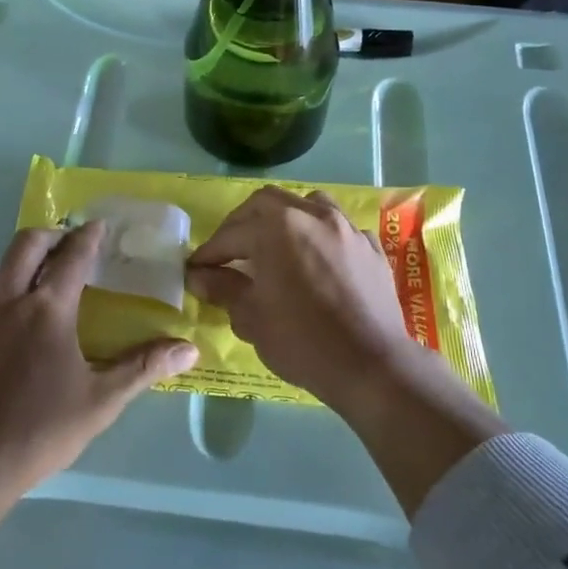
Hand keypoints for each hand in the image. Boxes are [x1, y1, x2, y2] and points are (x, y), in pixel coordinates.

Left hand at [0, 222, 198, 496]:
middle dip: (51, 234)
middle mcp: (7, 300)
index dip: (89, 237)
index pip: (72, 256)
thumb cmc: (41, 429)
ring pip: (2, 271)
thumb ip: (143, 367)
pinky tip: (17, 330)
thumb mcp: (101, 401)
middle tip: (69, 242)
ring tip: (47, 284)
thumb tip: (188, 349)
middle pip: (26, 244)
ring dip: (26, 264)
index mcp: (47, 309)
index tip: (99, 225)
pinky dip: (7, 296)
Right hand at [184, 186, 416, 409]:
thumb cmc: (302, 341)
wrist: (371, 365)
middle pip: (268, 203)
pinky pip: (339, 229)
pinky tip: (316, 260)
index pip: (232, 233)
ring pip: (309, 205)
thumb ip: (223, 288)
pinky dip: (320, 236)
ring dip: (285, 218)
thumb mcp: (251, 317)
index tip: (196, 268)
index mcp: (278, 227)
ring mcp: (347, 228)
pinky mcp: (371, 247)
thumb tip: (200, 276)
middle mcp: (313, 215)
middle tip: (229, 252)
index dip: (210, 252)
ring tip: (274, 245)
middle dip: (243, 224)